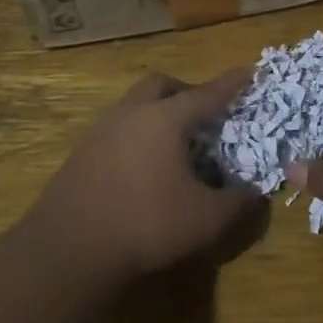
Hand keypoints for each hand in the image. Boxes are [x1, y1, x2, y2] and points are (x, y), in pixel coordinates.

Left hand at [28, 69, 263, 278]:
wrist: (68, 250)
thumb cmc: (146, 225)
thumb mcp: (206, 220)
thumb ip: (238, 202)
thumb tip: (254, 191)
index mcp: (165, 120)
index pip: (207, 94)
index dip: (231, 84)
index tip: (249, 72)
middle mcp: (131, 115)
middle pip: (161, 85)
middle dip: (186, 90)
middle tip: (205, 111)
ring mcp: (100, 132)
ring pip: (134, 105)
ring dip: (158, 112)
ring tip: (176, 141)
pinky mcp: (80, 154)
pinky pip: (117, 129)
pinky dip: (137, 135)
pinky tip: (144, 166)